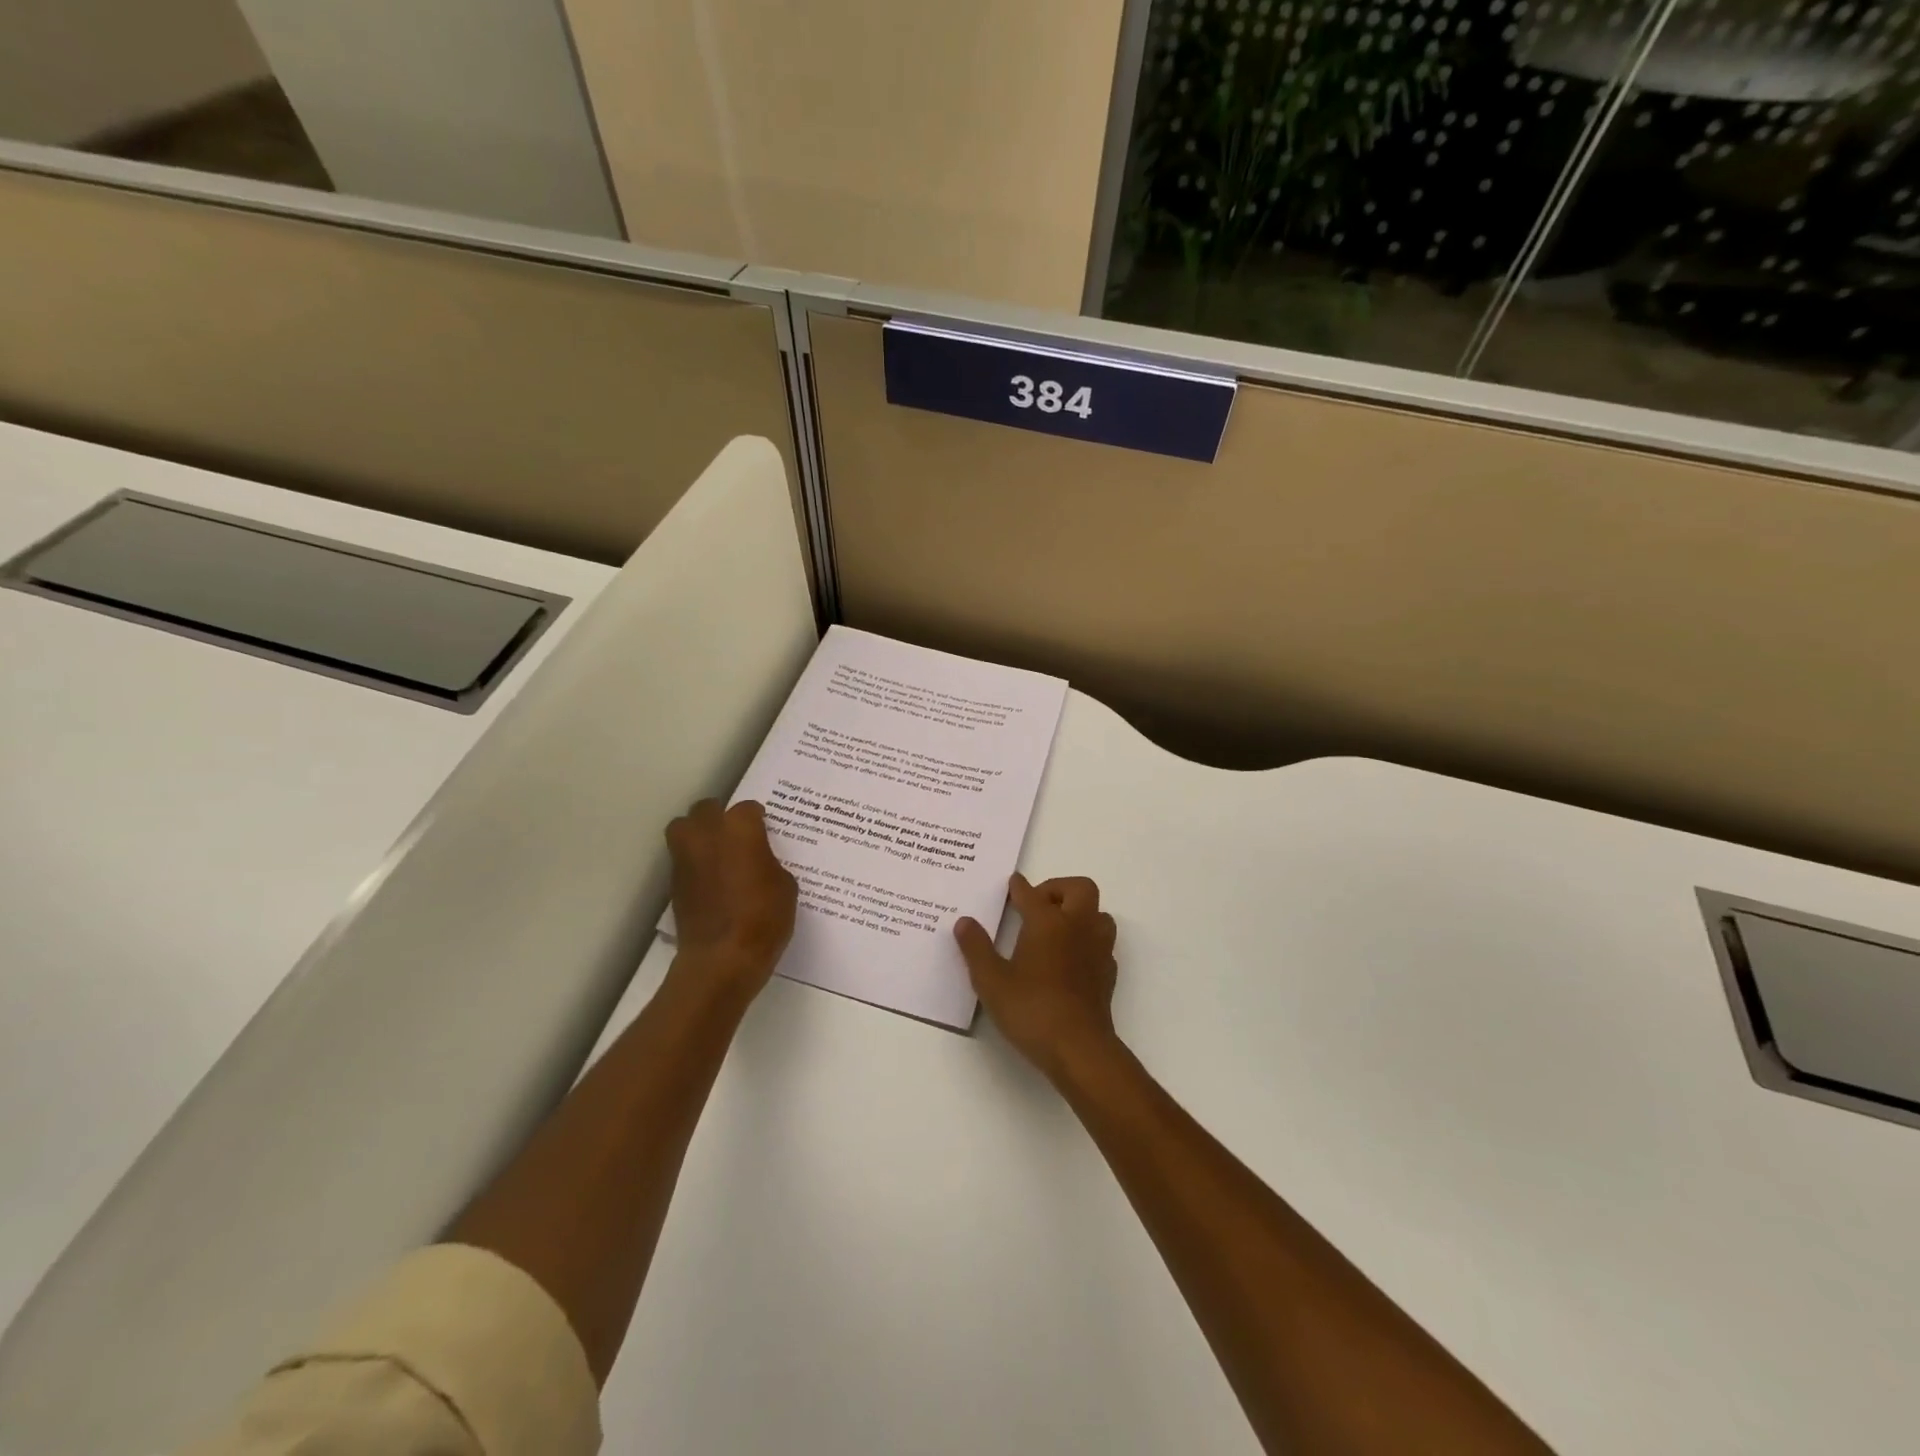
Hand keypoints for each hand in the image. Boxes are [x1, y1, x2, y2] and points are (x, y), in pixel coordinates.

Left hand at [664, 799, 796, 1000]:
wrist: (722, 958)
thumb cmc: (763, 917)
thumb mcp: (785, 885)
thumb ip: (769, 862)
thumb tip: (758, 862)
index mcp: (740, 829)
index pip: (748, 808)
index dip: (758, 818)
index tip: (765, 829)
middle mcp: (707, 834)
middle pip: (706, 809)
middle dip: (720, 816)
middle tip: (736, 834)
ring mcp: (685, 858)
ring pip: (683, 828)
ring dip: (698, 834)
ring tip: (717, 852)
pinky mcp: (674, 883)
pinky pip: (682, 859)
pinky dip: (694, 862)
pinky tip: (711, 880)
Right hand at [954, 873, 1120, 1082]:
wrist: (1079, 1049)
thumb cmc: (1031, 1010)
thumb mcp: (991, 981)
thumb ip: (976, 948)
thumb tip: (964, 922)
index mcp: (1048, 922)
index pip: (1031, 893)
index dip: (1019, 886)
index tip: (1012, 883)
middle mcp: (1077, 927)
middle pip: (1079, 888)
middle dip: (1058, 888)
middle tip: (1037, 904)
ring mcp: (1098, 949)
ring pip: (1099, 913)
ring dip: (1080, 912)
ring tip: (1057, 928)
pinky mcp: (1108, 973)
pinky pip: (1102, 942)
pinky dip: (1088, 940)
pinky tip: (1071, 957)